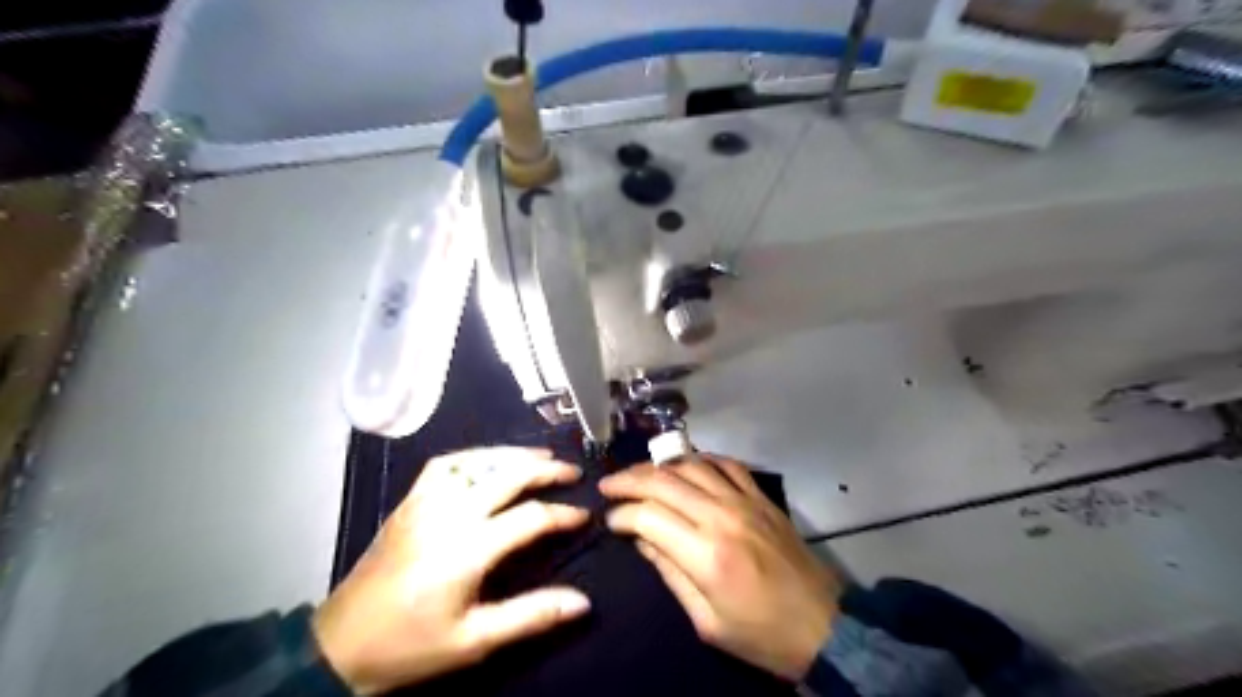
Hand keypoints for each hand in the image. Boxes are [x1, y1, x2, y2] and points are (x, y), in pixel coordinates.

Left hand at [316, 450, 593, 694]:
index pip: (530, 517)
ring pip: (477, 461)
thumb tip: (582, 602)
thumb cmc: (410, 645)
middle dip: (546, 470)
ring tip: (540, 455)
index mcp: (468, 548)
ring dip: (513, 454)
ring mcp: (425, 502)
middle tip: (571, 471)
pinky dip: (474, 456)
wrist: (339, 645)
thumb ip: (531, 616)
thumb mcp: (474, 640)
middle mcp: (449, 514)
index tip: (584, 515)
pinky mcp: (408, 502)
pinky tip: (488, 460)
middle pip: (507, 475)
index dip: (563, 514)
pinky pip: (445, 465)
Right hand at [598, 451, 837, 681]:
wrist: (823, 626)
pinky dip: (700, 459)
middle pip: (664, 481)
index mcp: (706, 554)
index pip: (649, 516)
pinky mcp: (762, 497)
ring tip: (639, 474)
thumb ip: (670, 573)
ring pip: (692, 465)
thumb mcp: (706, 621)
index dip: (622, 515)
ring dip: (659, 466)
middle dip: (629, 480)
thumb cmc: (761, 635)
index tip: (609, 521)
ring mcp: (745, 501)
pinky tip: (685, 466)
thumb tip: (641, 538)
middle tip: (608, 486)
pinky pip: (726, 464)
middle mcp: (722, 516)